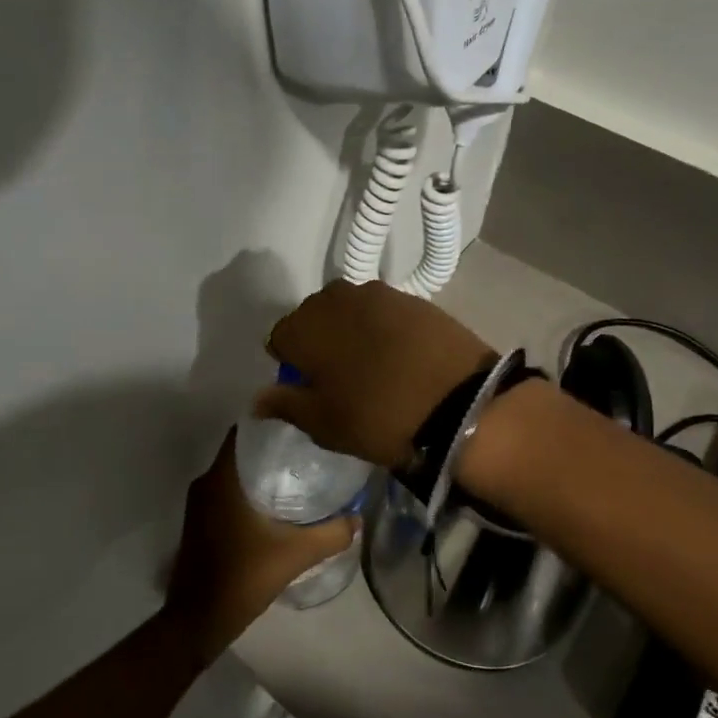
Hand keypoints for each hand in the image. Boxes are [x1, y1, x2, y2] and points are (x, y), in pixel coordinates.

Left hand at [163, 431, 357, 664]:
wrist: (198, 621)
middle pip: (241, 451)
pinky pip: (227, 492)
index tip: (299, 422)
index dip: (270, 421)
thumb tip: (358, 517)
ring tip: (298, 474)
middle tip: (308, 449)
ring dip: (260, 471)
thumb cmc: (242, 578)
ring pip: (233, 474)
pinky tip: (276, 505)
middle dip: (272, 448)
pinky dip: (249, 491)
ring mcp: (199, 505)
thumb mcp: (294, 555)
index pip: (244, 431)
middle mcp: (206, 483)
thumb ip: (330, 534)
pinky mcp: (200, 523)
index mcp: (222, 479)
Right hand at [255, 280, 494, 469]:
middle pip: (313, 316)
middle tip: (339, 376)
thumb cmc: (378, 417)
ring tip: (371, 363)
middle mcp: (335, 298)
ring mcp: (378, 293)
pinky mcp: (414, 298)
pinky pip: (383, 311)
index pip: (280, 337)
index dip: (290, 362)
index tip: (308, 386)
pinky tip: (399, 354)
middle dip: (319, 340)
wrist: (460, 405)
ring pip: (349, 310)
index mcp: (304, 326)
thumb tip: (256, 399)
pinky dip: (383, 328)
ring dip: (351, 330)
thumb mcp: (324, 423)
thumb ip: (285, 404)